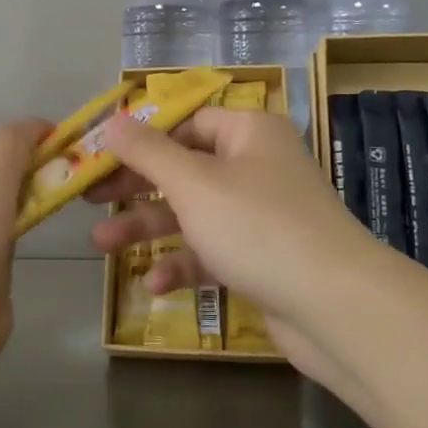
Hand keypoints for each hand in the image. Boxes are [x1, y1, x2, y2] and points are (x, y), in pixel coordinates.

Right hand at [86, 107, 393, 381]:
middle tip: (90, 200)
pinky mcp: (263, 258)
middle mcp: (257, 166)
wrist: (336, 307)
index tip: (101, 157)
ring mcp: (262, 215)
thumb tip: (111, 120)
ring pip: (194, 213)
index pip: (187, 123)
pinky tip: (153, 285)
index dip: (143, 138)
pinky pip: (213, 251)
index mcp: (248, 133)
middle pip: (184, 168)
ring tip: (101, 247)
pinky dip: (184, 263)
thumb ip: (147, 152)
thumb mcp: (193, 184)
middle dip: (136, 188)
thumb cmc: (257, 227)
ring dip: (149, 229)